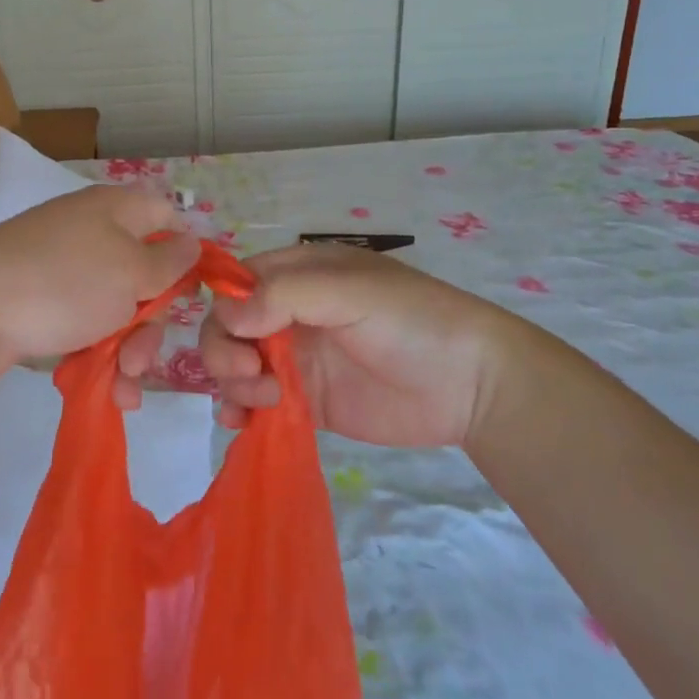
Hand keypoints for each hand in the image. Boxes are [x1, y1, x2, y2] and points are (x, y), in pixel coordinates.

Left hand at [0, 185, 198, 384]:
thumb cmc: (65, 283)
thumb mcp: (130, 271)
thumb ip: (169, 260)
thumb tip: (192, 241)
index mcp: (116, 210)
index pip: (167, 215)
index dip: (187, 249)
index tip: (197, 291)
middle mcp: (93, 232)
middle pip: (145, 272)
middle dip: (152, 321)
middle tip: (142, 356)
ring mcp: (65, 269)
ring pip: (117, 307)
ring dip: (130, 349)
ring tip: (123, 384)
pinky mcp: (44, 303)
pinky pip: (86, 325)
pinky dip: (100, 355)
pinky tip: (110, 390)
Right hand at [198, 243, 535, 448]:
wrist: (472, 386)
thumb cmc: (412, 321)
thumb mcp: (349, 292)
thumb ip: (285, 296)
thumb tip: (226, 315)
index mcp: (299, 274)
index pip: (237, 283)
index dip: (226, 307)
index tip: (242, 335)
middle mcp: (290, 313)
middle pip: (228, 326)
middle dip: (225, 351)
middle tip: (252, 374)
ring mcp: (297, 358)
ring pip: (236, 365)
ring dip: (232, 383)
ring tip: (264, 401)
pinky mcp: (307, 401)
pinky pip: (257, 402)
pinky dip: (240, 411)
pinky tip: (242, 423)